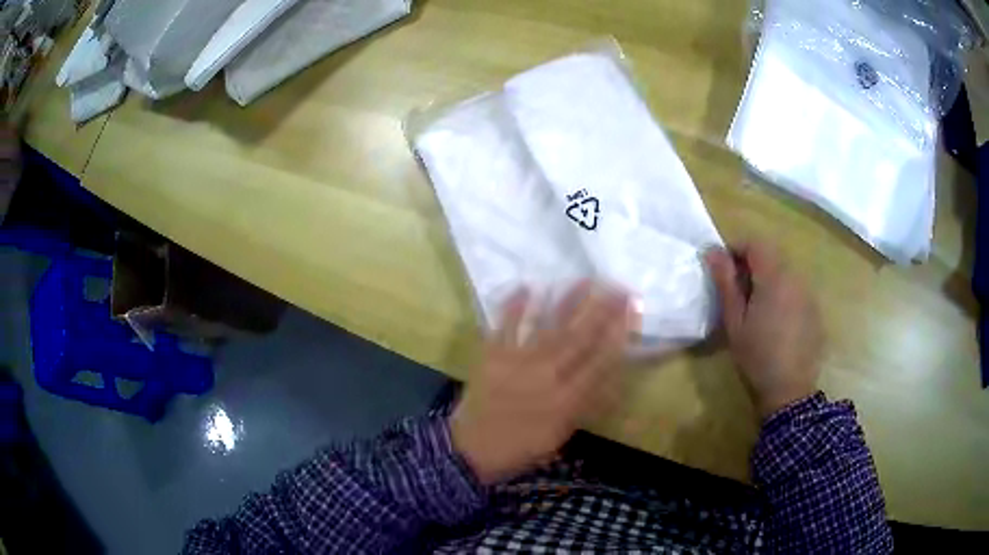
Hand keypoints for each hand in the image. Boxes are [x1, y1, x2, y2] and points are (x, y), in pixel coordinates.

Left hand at [451, 283, 631, 484]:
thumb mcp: (560, 435)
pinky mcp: (491, 357)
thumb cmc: (520, 447)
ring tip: (584, 280)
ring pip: (547, 327)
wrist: (470, 451)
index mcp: (566, 401)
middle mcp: (545, 377)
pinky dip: (514, 306)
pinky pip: (505, 327)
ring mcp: (516, 363)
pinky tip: (528, 286)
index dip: (619, 334)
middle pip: (578, 338)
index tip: (632, 310)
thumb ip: (585, 405)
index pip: (600, 361)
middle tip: (618, 287)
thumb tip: (609, 375)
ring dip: (567, 302)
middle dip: (602, 310)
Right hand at [705, 243, 822, 419]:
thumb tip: (713, 251)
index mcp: (774, 278)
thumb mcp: (734, 321)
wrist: (789, 391)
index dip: (736, 247)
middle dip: (751, 263)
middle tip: (736, 289)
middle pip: (772, 255)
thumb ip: (725, 283)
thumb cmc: (756, 356)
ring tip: (755, 306)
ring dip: (768, 278)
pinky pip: (796, 289)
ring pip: (785, 272)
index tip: (722, 267)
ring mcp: (809, 294)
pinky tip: (775, 321)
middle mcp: (796, 278)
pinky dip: (783, 293)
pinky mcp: (815, 310)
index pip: (755, 243)